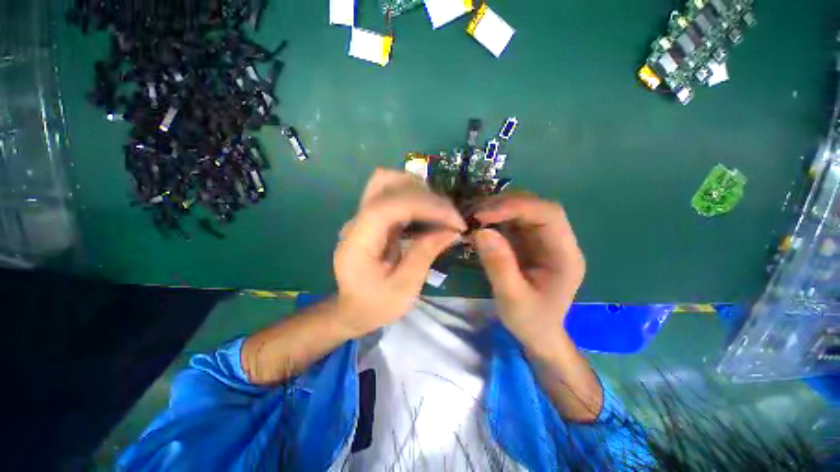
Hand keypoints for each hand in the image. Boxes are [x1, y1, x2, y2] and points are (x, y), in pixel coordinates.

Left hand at [333, 169, 465, 336]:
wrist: (353, 310)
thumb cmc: (376, 305)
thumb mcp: (404, 288)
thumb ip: (425, 254)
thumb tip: (451, 230)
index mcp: (357, 242)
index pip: (388, 206)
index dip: (424, 206)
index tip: (454, 221)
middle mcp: (357, 221)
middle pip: (385, 182)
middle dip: (424, 194)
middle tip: (449, 217)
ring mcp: (363, 217)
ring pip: (389, 182)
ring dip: (420, 192)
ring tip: (441, 214)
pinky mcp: (373, 218)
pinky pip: (394, 195)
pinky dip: (416, 199)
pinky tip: (430, 216)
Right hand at [473, 194, 584, 351]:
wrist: (538, 333)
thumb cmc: (531, 321)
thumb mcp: (512, 299)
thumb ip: (499, 266)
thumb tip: (482, 231)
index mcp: (565, 255)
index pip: (548, 215)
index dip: (517, 207)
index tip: (483, 214)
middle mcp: (556, 241)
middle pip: (534, 207)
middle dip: (503, 205)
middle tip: (472, 214)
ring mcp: (541, 239)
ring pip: (521, 210)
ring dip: (495, 209)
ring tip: (470, 217)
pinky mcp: (527, 242)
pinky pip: (510, 221)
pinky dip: (492, 219)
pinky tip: (476, 225)